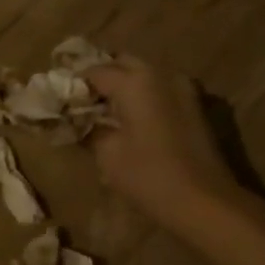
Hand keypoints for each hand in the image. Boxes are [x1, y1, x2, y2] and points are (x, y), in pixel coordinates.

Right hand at [84, 56, 241, 233]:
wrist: (205, 201)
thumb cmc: (149, 176)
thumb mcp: (108, 155)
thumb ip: (90, 129)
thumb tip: (78, 120)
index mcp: (135, 81)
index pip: (93, 71)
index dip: (74, 85)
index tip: (59, 100)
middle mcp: (161, 73)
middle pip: (122, 63)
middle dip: (101, 78)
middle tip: (82, 101)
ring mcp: (183, 87)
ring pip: (145, 74)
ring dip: (124, 86)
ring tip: (106, 111)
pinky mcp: (195, 104)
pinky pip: (161, 89)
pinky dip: (144, 96)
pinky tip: (132, 119)